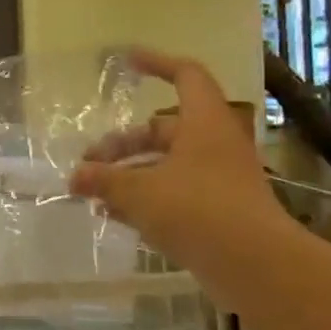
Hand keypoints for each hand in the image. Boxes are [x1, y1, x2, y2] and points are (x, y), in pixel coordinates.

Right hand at [69, 47, 284, 265]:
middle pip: (162, 130)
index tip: (126, 62)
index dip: (157, 64)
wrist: (256, 266)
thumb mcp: (139, 191)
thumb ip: (103, 180)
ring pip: (165, 166)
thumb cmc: (197, 210)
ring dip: (128, 175)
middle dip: (122, 144)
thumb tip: (74, 177)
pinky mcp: (218, 212)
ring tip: (93, 193)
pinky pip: (174, 194)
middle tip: (89, 162)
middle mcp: (213, 145)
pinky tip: (113, 215)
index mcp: (204, 124)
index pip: (185, 76)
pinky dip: (144, 199)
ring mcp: (218, 180)